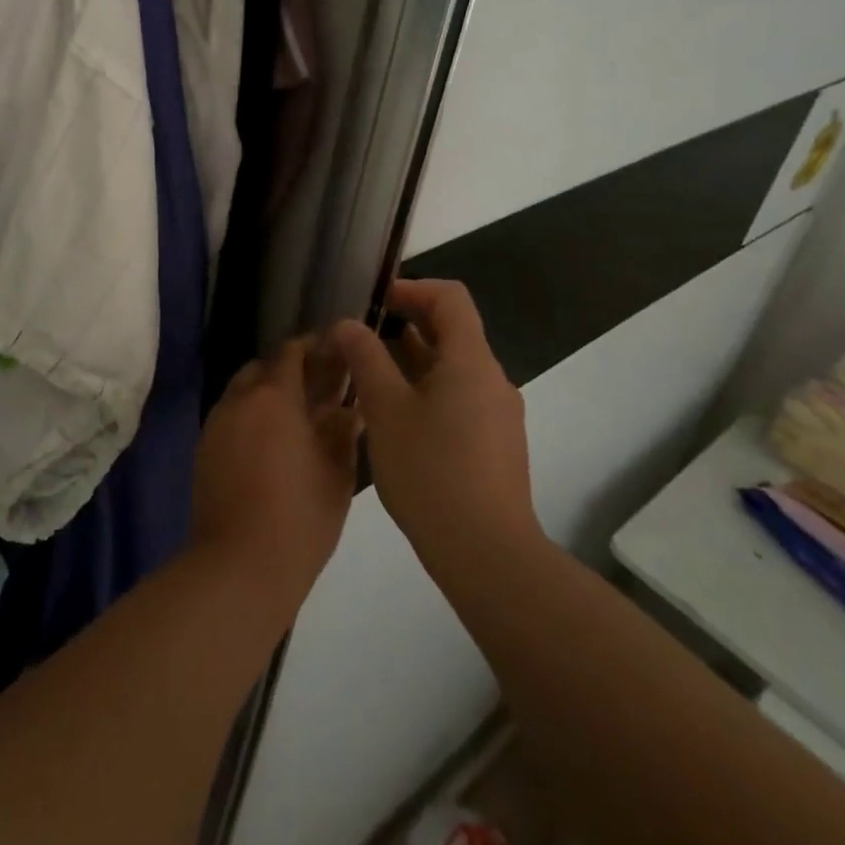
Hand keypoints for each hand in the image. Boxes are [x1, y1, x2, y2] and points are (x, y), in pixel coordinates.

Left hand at [191, 337, 362, 608]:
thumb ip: (343, 433)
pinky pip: (231, 416)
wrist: (239, 565)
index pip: (292, 352)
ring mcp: (216, 423)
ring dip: (268, 393)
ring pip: (243, 391)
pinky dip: (251, 416)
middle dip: (290, 370)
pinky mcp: (204, 448)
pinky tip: (273, 442)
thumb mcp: (337, 475)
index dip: (314, 346)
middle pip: (264, 367)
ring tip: (299, 417)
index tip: (336, 351)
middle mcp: (239, 399)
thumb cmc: (299, 518)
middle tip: (320, 387)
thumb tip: (350, 409)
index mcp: (274, 396)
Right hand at [331, 279, 541, 583]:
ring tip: (369, 373)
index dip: (412, 288)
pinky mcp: (495, 445)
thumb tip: (346, 323)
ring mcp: (498, 415)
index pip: (450, 298)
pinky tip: (395, 417)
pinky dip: (426, 390)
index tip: (375, 300)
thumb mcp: (385, 409)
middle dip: (407, 323)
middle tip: (362, 335)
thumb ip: (365, 358)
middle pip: (453, 331)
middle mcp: (492, 380)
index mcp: (471, 361)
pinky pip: (459, 398)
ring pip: (453, 368)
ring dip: (413, 360)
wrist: (488, 556)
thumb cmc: (432, 472)